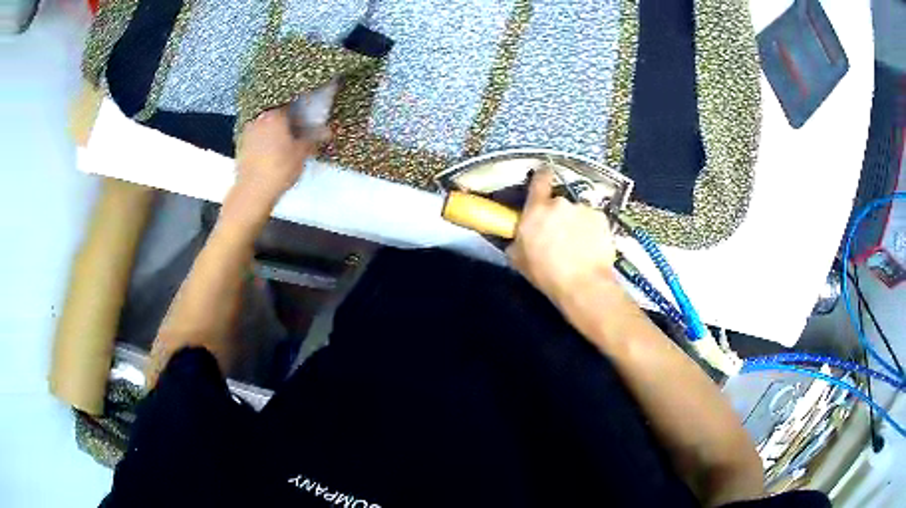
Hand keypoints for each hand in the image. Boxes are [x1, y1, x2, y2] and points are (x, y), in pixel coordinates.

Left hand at [235, 104, 329, 207]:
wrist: (252, 192)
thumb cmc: (279, 169)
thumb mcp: (302, 153)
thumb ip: (314, 137)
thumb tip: (327, 130)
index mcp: (275, 114)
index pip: (291, 101)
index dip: (301, 106)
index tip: (308, 113)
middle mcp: (259, 117)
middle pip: (276, 111)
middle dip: (287, 117)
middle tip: (297, 126)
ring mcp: (247, 130)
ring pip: (265, 123)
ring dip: (274, 127)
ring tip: (284, 138)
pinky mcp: (240, 144)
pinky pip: (256, 134)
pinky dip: (263, 138)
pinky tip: (270, 149)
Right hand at [507, 171, 617, 304]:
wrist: (583, 285)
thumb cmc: (546, 274)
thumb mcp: (518, 259)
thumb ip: (517, 240)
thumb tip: (518, 238)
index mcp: (536, 210)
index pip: (539, 180)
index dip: (541, 177)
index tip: (543, 179)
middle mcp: (560, 203)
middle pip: (558, 203)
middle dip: (558, 216)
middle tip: (559, 237)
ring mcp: (583, 209)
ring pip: (577, 213)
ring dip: (576, 224)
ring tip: (577, 247)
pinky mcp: (602, 219)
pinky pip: (593, 221)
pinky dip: (592, 231)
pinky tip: (591, 248)